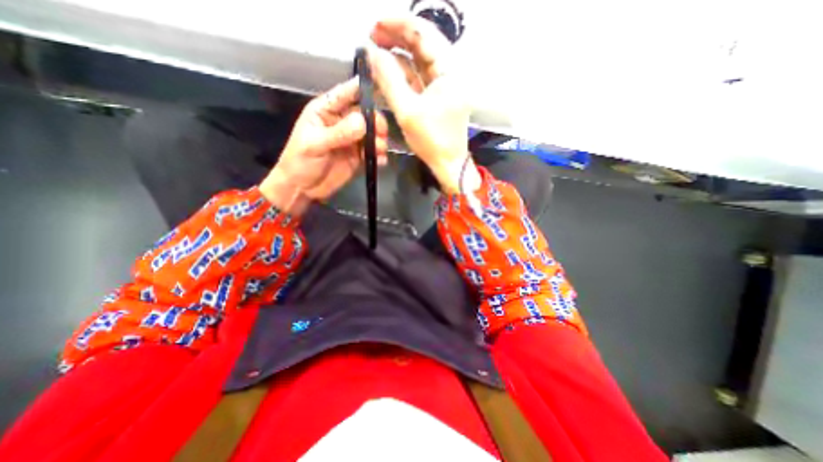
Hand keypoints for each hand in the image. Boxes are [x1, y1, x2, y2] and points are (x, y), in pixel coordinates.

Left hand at [259, 78, 389, 214]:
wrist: (302, 189)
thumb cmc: (300, 162)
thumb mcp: (315, 145)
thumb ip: (339, 133)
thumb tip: (363, 122)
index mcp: (326, 111)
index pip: (346, 93)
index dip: (362, 88)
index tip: (381, 86)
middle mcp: (342, 122)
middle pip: (365, 114)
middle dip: (376, 122)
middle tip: (381, 134)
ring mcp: (352, 140)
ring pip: (372, 133)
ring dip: (380, 140)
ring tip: (380, 150)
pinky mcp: (358, 156)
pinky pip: (373, 152)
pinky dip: (379, 155)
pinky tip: (380, 161)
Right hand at [368, 16, 479, 195]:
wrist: (448, 164)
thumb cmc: (432, 142)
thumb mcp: (407, 111)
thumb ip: (389, 80)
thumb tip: (373, 54)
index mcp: (451, 72)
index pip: (426, 34)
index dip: (399, 25)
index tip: (376, 24)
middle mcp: (451, 73)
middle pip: (424, 44)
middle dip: (398, 37)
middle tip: (373, 36)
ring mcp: (445, 85)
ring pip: (421, 60)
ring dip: (399, 54)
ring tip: (377, 50)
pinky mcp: (439, 96)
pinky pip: (420, 77)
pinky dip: (405, 72)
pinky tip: (389, 70)